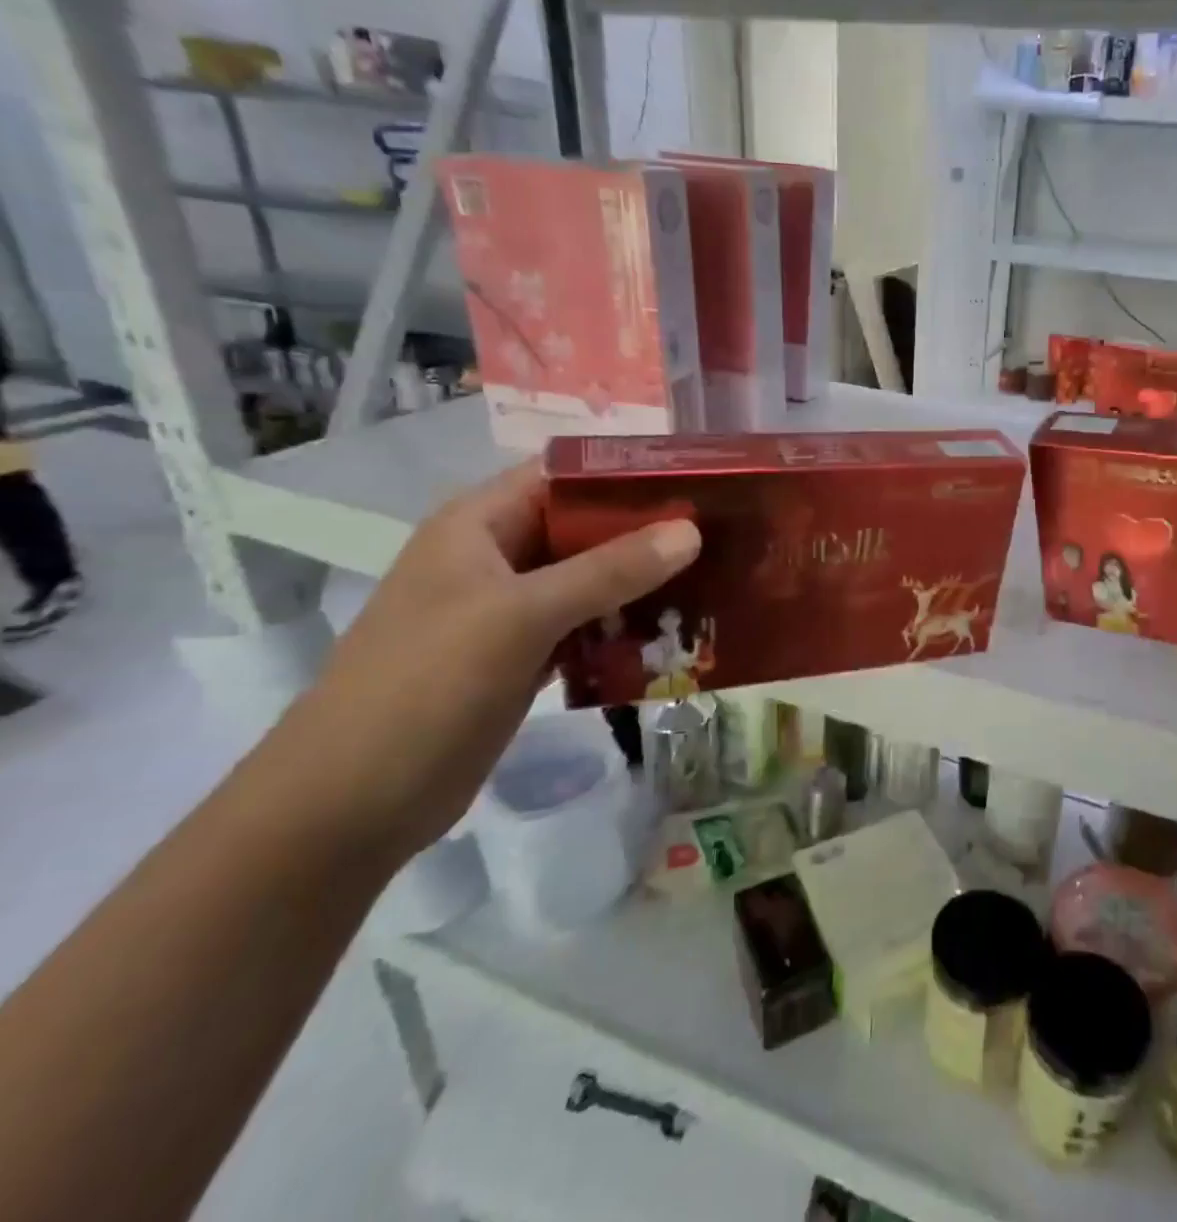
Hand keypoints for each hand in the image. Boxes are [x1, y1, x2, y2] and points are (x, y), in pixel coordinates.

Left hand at [263, 462, 699, 863]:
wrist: (349, 805)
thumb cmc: (426, 686)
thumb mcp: (521, 616)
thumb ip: (610, 570)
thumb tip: (692, 530)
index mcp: (480, 524)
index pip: (565, 475)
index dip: (629, 474)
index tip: (699, 484)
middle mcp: (497, 557)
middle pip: (586, 527)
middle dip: (650, 532)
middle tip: (723, 536)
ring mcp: (510, 610)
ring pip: (592, 579)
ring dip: (645, 582)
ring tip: (716, 581)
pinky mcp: (523, 657)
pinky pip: (587, 626)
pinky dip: (626, 627)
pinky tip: (676, 633)